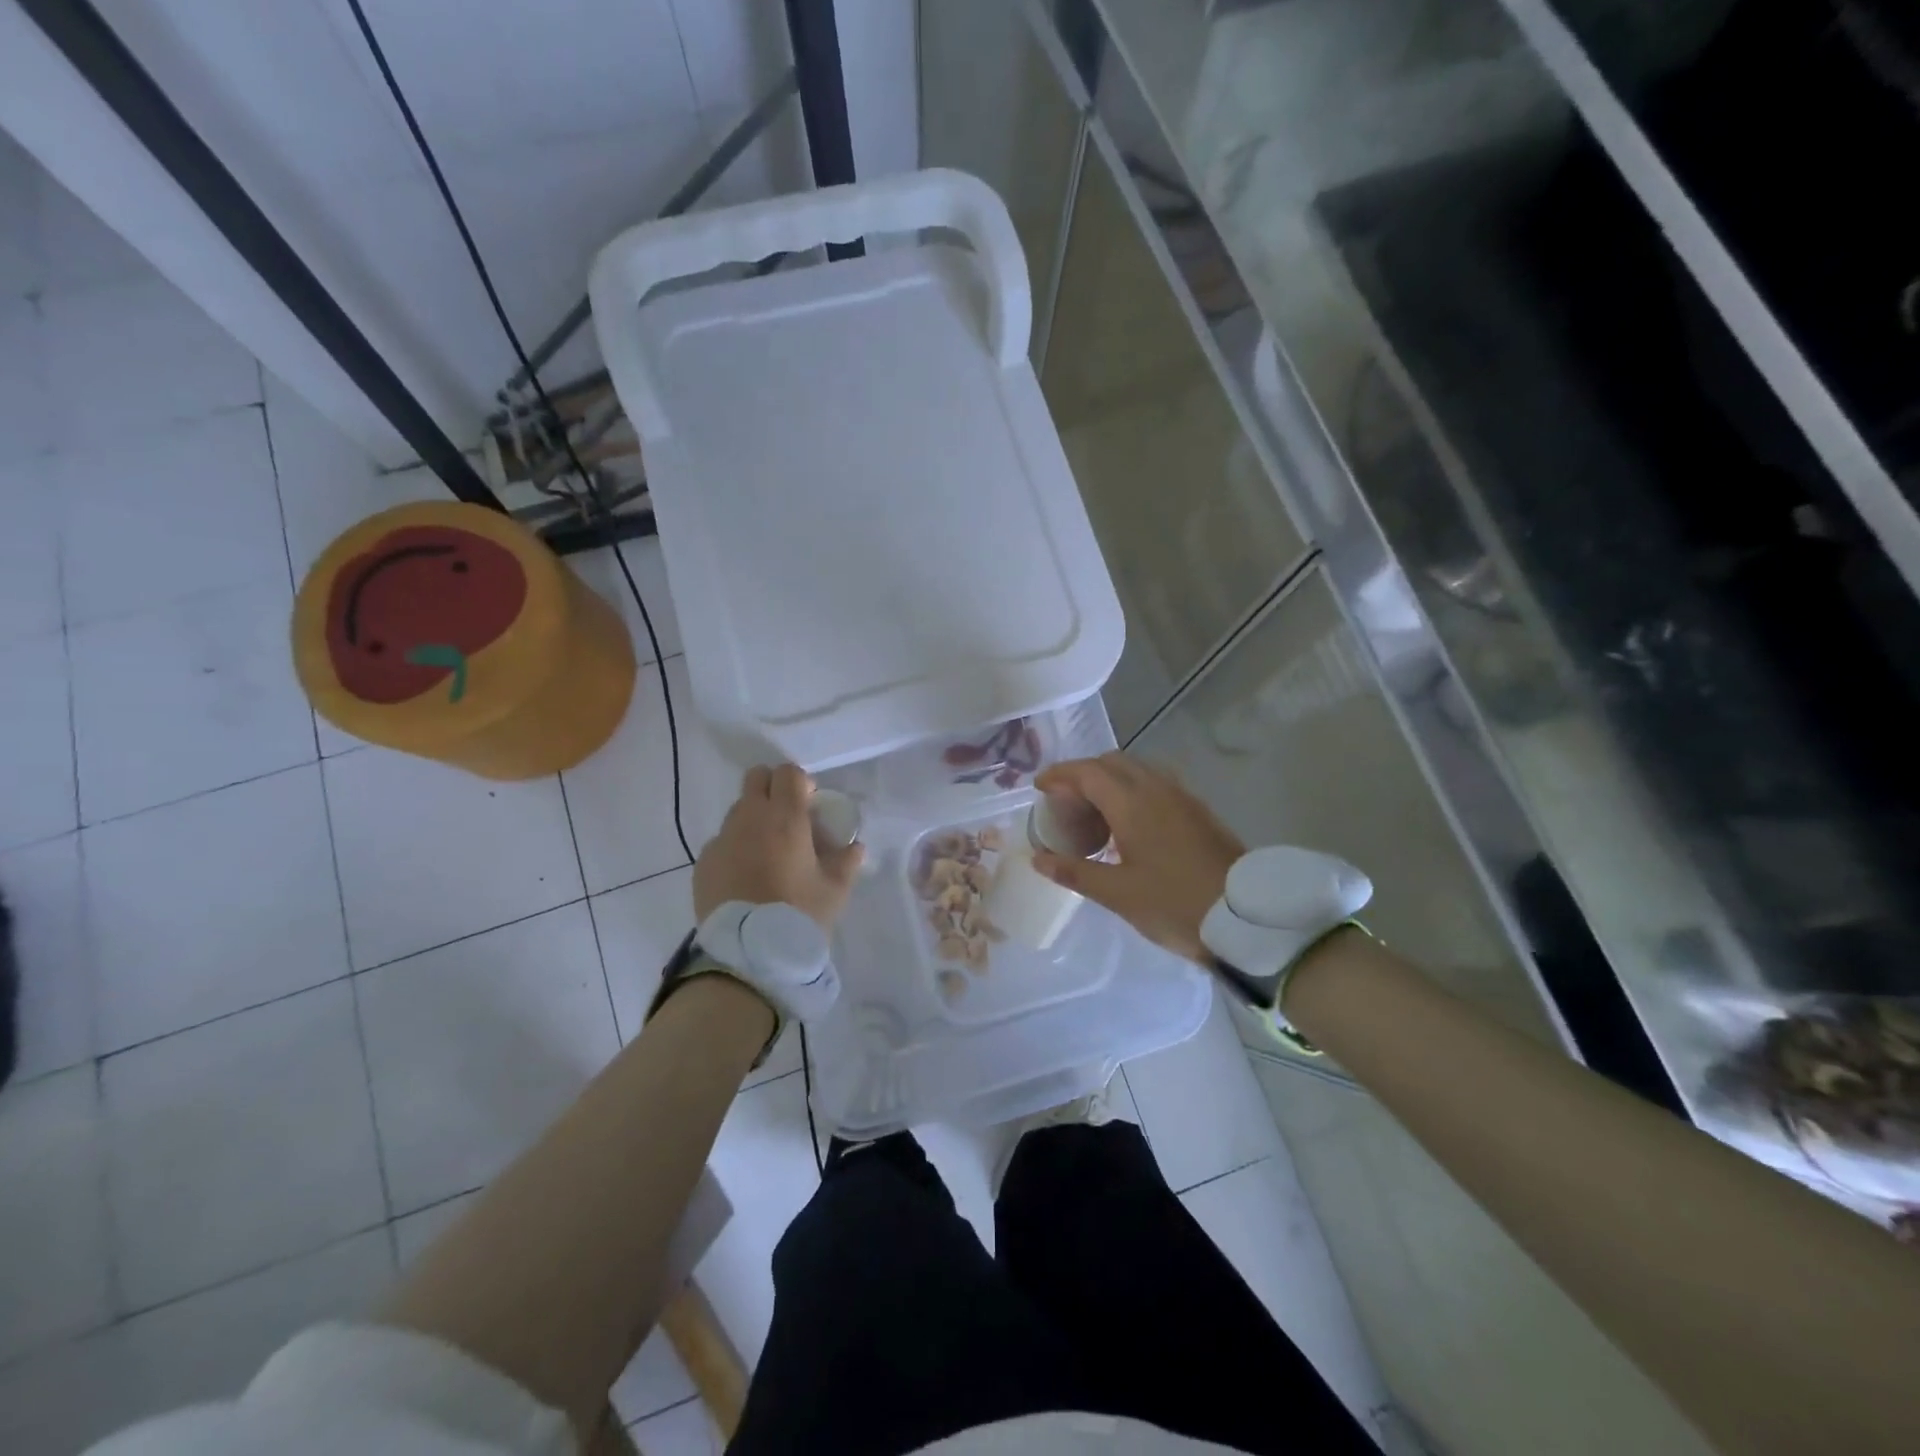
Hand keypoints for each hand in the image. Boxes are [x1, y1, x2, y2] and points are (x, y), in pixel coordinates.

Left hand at [694, 764, 864, 929]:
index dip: (801, 783)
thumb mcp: (835, 890)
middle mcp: (749, 818)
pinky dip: (735, 849)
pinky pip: (722, 842)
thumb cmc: (799, 915)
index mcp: (785, 818)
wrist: (748, 954)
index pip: (788, 773)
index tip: (810, 805)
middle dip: (772, 789)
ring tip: (767, 854)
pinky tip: (745, 878)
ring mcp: (722, 839)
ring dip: (753, 820)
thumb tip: (854, 847)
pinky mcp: (703, 862)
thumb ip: (847, 861)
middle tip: (788, 820)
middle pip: (756, 778)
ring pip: (738, 811)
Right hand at [1031, 753, 1243, 964]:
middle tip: (1064, 800)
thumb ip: (1075, 871)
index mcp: (1132, 803)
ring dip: (1110, 780)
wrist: (1244, 916)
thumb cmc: (1174, 903)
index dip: (1060, 775)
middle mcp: (1156, 788)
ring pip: (1137, 771)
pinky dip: (1132, 790)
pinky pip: (1156, 784)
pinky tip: (1128, 823)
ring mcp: (1181, 797)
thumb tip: (1039, 859)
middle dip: (1083, 773)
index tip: (1039, 787)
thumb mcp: (1117, 893)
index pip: (1087, 772)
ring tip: (1094, 811)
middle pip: (1112, 763)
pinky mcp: (1197, 810)